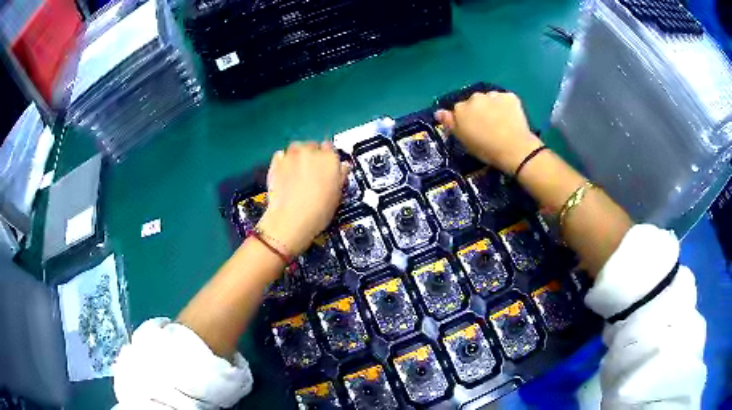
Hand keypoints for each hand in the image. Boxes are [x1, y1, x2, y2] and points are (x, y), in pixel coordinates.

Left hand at [257, 141, 348, 255]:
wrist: (291, 220)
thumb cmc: (317, 211)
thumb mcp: (337, 195)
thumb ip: (341, 176)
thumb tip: (342, 168)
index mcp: (330, 158)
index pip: (331, 148)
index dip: (329, 157)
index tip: (327, 166)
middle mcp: (311, 151)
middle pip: (313, 146)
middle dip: (312, 156)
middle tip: (312, 173)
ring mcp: (292, 155)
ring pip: (296, 149)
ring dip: (298, 156)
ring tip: (298, 173)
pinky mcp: (276, 162)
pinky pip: (281, 156)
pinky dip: (284, 161)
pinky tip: (286, 174)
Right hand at [435, 92, 542, 173]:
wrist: (514, 148)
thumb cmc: (485, 149)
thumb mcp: (463, 140)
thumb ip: (450, 123)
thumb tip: (438, 112)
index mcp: (461, 109)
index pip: (459, 109)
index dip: (466, 119)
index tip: (473, 130)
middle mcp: (475, 97)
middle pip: (475, 102)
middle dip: (479, 110)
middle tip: (488, 127)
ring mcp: (493, 95)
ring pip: (490, 99)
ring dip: (493, 107)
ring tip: (501, 123)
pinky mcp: (510, 96)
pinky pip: (505, 99)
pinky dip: (507, 106)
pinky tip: (511, 118)